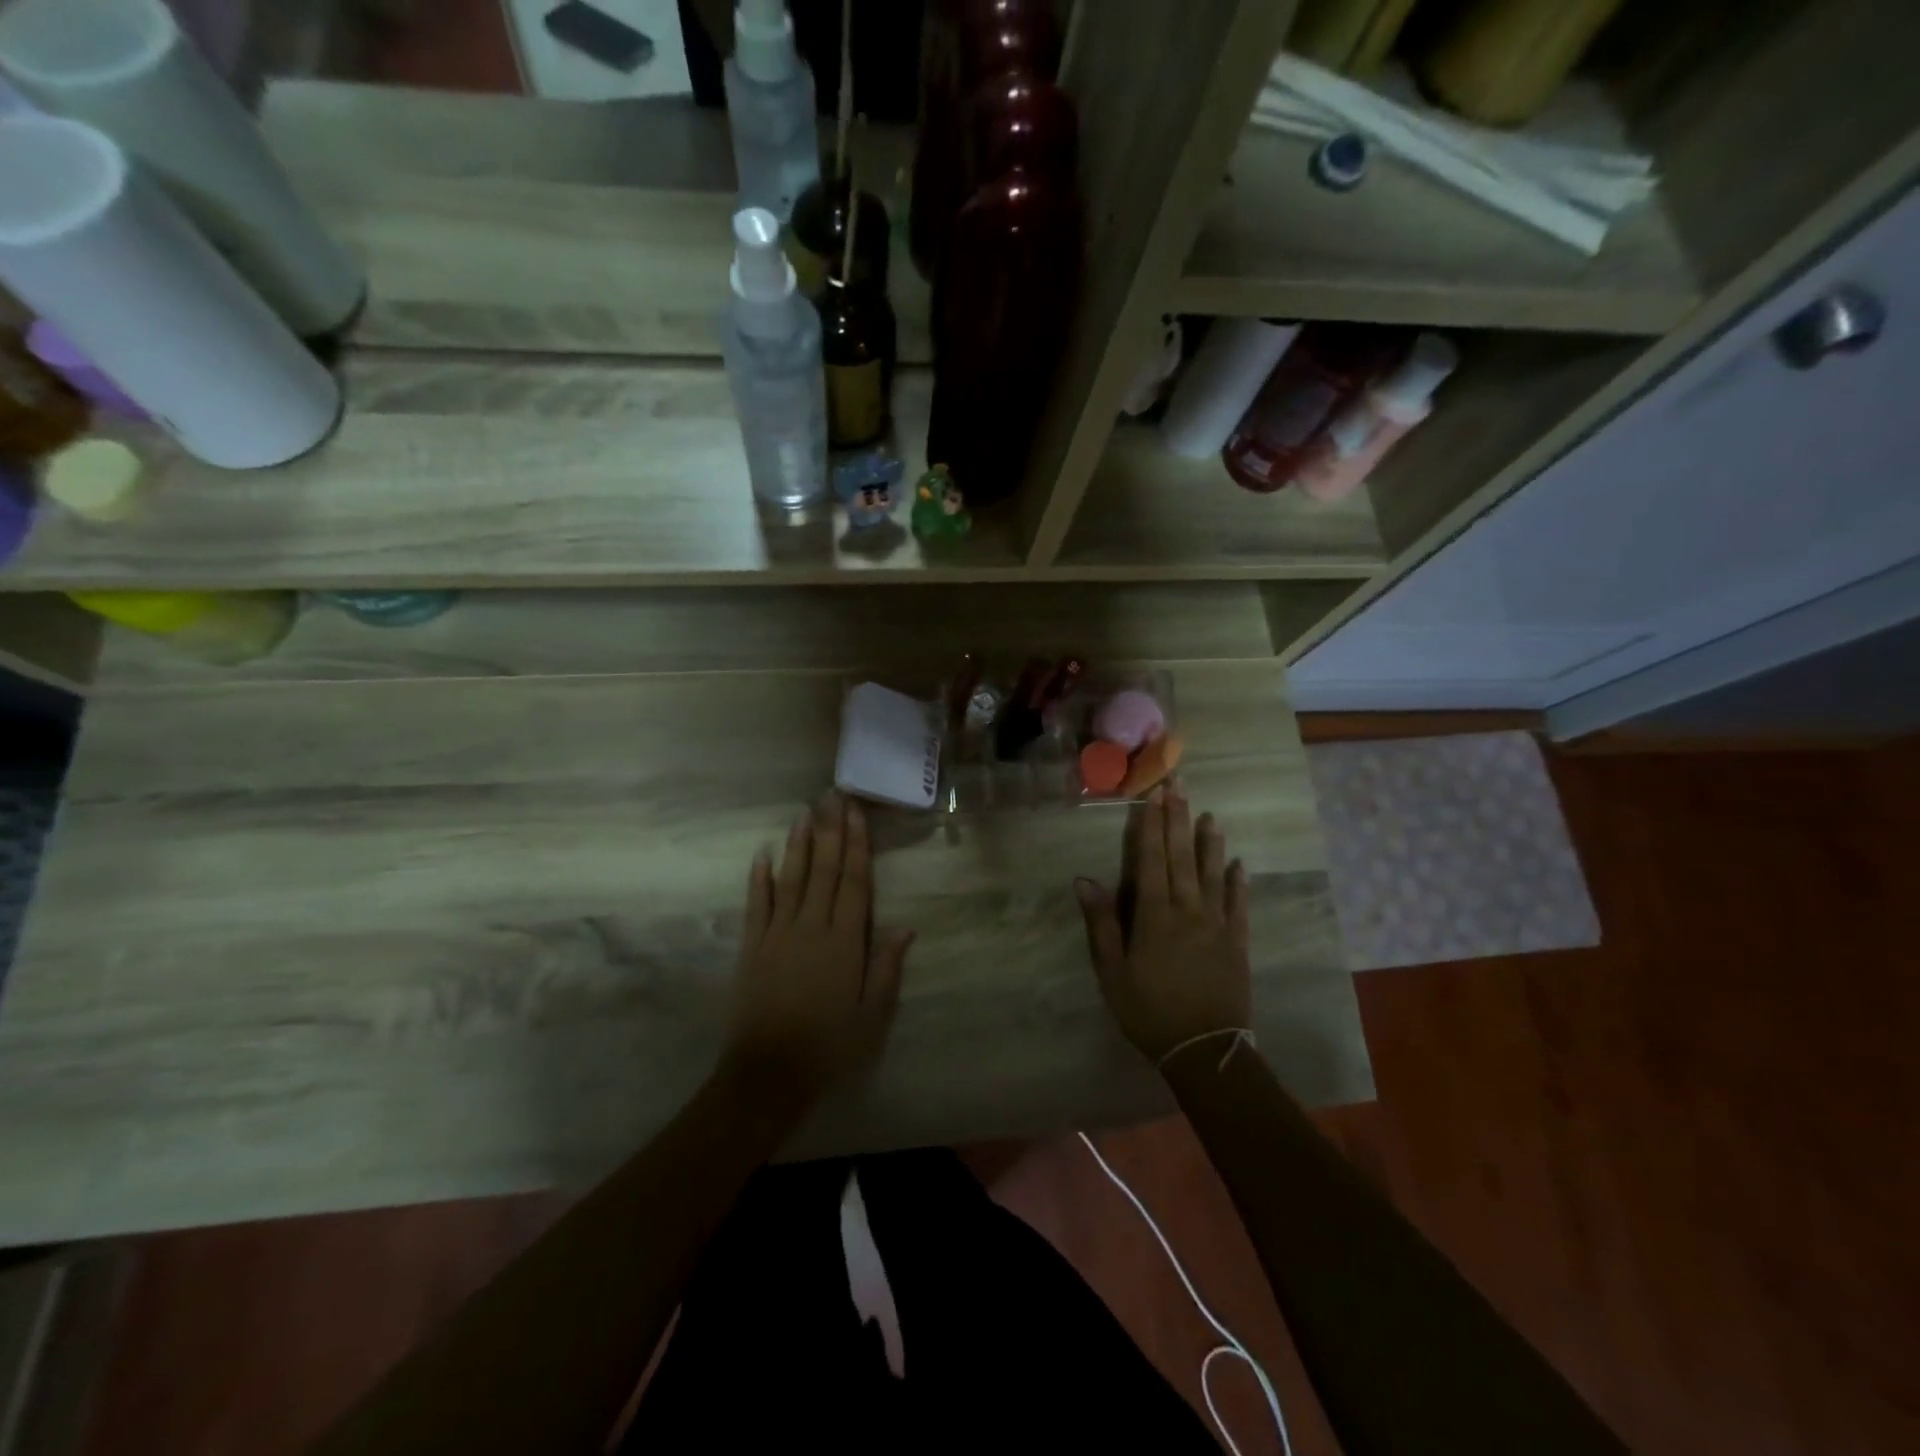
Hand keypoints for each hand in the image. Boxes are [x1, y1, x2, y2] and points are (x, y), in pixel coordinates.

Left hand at [721, 792, 913, 1106]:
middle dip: (830, 831)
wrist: (769, 1073)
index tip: (857, 814)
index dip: (857, 846)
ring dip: (798, 844)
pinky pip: (756, 905)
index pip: (854, 883)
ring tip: (804, 812)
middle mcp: (811, 928)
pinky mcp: (752, 947)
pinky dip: (759, 879)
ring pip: (791, 879)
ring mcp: (778, 934)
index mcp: (844, 942)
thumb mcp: (872, 1015)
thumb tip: (905, 926)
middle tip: (832, 796)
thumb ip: (886, 968)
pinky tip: (762, 855)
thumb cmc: (829, 1046)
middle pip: (823, 871)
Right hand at [1075, 783, 1251, 1066]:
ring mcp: (1217, 925)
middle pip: (1181, 857)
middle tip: (1179, 785)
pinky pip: (1239, 905)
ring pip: (1212, 874)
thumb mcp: (1113, 973)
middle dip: (1178, 819)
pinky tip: (1239, 864)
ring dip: (1210, 843)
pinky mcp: (1238, 942)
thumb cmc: (1149, 1012)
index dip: (1151, 826)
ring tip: (1211, 814)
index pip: (1151, 860)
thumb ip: (1102, 924)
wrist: (1205, 1050)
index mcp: (1155, 916)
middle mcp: (1188, 911)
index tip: (1153, 795)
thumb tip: (1085, 881)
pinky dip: (1238, 882)